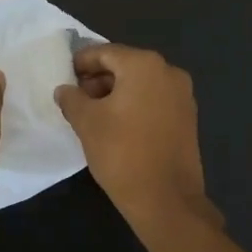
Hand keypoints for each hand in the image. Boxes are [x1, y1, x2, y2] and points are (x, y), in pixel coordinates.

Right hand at [54, 44, 216, 228]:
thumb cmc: (122, 153)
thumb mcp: (86, 123)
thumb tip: (65, 89)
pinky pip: (154, 100)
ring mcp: (182, 95)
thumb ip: (72, 98)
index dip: (81, 63)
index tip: (64, 76)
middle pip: (125, 65)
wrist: (166, 199)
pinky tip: (116, 125)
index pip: (105, 52)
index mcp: (144, 65)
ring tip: (92, 114)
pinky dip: (134, 104)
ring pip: (140, 83)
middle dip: (98, 79)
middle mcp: (168, 72)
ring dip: (115, 92)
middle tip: (75, 98)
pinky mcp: (187, 117)